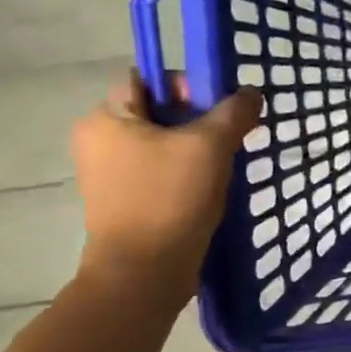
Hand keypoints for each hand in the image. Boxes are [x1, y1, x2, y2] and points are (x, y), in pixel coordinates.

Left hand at [71, 72, 261, 290]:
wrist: (144, 271)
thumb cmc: (170, 197)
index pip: (148, 80)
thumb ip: (234, 112)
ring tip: (226, 162)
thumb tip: (251, 92)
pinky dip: (185, 172)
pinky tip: (211, 186)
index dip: (187, 84)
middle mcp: (99, 140)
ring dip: (196, 147)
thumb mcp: (210, 145)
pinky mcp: (124, 200)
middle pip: (158, 111)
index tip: (220, 105)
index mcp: (106, 118)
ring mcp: (108, 173)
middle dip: (198, 118)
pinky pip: (159, 170)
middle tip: (231, 134)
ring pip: (162, 142)